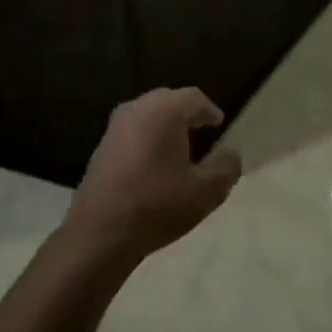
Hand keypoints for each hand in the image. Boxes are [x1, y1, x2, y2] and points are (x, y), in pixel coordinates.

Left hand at [63, 89, 240, 261]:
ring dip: (164, 126)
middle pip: (169, 101)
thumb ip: (226, 167)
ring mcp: (115, 127)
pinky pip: (132, 131)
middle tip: (201, 130)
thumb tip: (231, 154)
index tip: (219, 124)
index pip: (194, 98)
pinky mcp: (101, 147)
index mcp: (165, 110)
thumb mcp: (206, 191)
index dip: (209, 111)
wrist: (100, 233)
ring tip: (179, 147)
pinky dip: (146, 138)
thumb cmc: (158, 205)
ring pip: (147, 115)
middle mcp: (138, 109)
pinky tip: (153, 162)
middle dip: (186, 113)